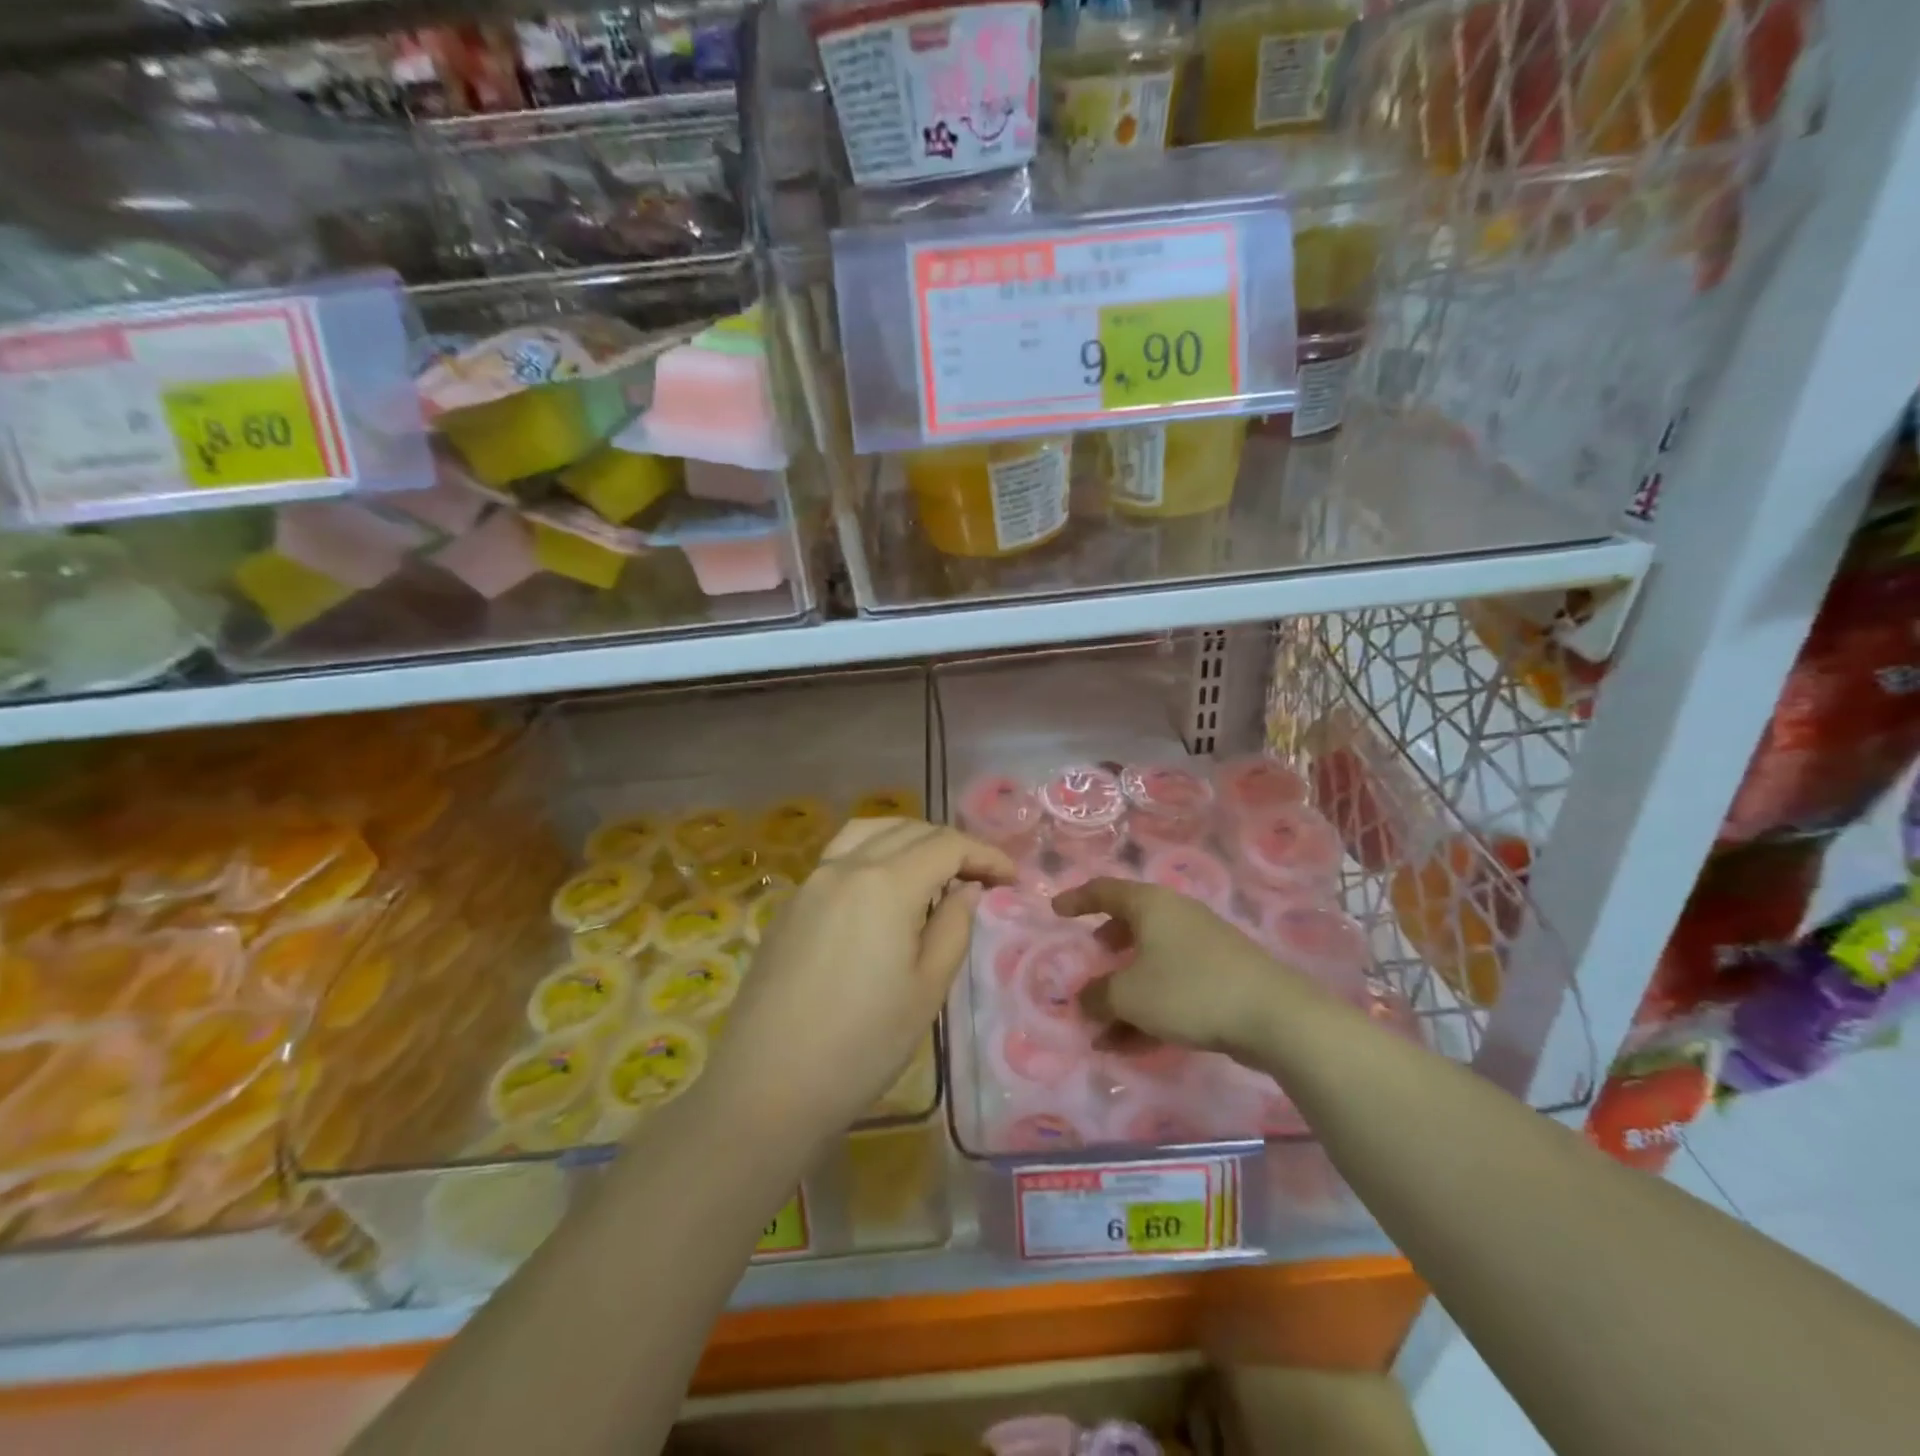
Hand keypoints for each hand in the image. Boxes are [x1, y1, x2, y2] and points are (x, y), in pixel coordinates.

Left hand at [711, 818, 1015, 1143]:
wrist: (768, 1085)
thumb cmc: (862, 1044)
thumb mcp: (927, 989)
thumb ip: (953, 926)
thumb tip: (967, 888)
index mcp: (885, 884)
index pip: (946, 845)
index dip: (985, 854)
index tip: (1011, 877)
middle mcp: (845, 867)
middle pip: (908, 830)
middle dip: (951, 844)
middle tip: (980, 875)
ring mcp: (811, 882)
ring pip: (868, 832)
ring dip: (909, 838)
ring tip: (933, 869)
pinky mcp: (790, 904)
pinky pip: (840, 856)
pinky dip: (874, 854)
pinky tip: (883, 892)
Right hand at [1053, 878, 1292, 1056]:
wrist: (1273, 1017)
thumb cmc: (1189, 989)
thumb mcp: (1129, 995)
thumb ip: (1097, 996)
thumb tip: (1084, 1000)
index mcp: (1151, 905)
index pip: (1104, 891)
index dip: (1076, 899)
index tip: (1056, 911)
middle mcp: (1175, 917)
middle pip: (1131, 925)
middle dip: (1106, 947)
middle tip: (1091, 962)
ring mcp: (1201, 948)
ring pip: (1150, 964)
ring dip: (1123, 995)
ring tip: (1101, 1031)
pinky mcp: (1220, 979)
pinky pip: (1171, 989)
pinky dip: (1148, 1011)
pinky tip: (1131, 1047)